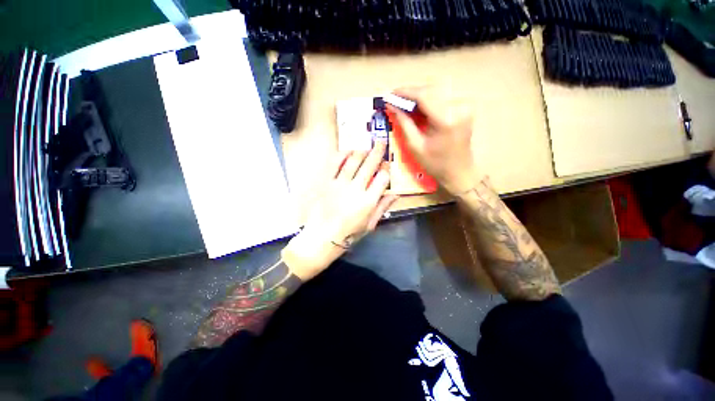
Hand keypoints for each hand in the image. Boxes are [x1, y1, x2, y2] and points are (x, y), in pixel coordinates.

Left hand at [282, 143, 398, 279]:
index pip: (382, 178)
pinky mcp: (326, 182)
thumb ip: (382, 208)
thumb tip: (395, 194)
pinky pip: (335, 163)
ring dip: (362, 151)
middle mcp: (356, 189)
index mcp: (368, 202)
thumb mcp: (370, 225)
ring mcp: (340, 184)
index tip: (387, 165)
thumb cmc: (348, 234)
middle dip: (377, 151)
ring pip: (353, 161)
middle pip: (369, 165)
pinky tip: (348, 151)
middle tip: (381, 142)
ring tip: (366, 146)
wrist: (321, 237)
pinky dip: (342, 154)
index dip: (387, 169)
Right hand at [388, 85, 479, 194]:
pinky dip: (429, 101)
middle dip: (412, 94)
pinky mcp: (465, 107)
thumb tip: (392, 106)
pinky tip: (419, 109)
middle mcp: (458, 107)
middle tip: (396, 102)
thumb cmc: (435, 163)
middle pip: (431, 90)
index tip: (391, 94)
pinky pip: (443, 97)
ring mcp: (464, 105)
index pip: (424, 95)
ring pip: (437, 91)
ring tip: (405, 106)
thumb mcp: (415, 146)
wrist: (459, 171)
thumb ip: (404, 123)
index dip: (405, 92)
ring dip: (419, 97)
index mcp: (446, 119)